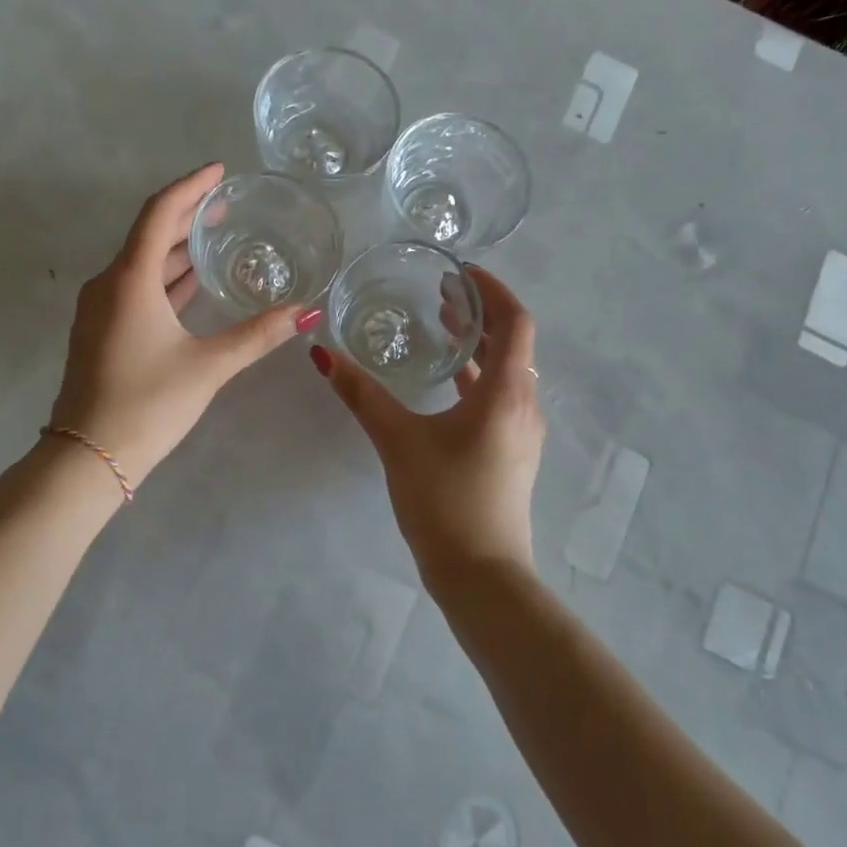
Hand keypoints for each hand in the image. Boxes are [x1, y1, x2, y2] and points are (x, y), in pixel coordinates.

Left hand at [50, 163, 316, 484]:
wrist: (88, 457)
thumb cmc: (148, 403)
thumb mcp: (209, 366)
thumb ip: (259, 334)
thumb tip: (308, 312)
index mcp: (130, 279)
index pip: (160, 213)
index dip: (191, 187)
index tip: (220, 172)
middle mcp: (109, 284)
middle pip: (149, 234)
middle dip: (187, 215)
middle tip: (226, 205)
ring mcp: (100, 309)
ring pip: (142, 264)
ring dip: (176, 248)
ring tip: (215, 238)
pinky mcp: (101, 331)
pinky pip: (136, 288)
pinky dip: (165, 278)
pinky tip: (191, 284)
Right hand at [314, 264, 544, 573]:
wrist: (480, 574)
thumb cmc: (445, 500)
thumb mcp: (398, 441)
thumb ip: (361, 395)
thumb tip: (322, 354)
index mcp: (506, 393)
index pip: (514, 321)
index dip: (492, 289)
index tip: (460, 272)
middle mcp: (524, 405)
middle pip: (512, 342)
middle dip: (480, 312)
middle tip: (442, 292)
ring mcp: (521, 431)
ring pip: (506, 370)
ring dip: (478, 343)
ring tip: (441, 324)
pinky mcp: (510, 451)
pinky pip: (498, 396)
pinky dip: (476, 375)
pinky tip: (446, 379)